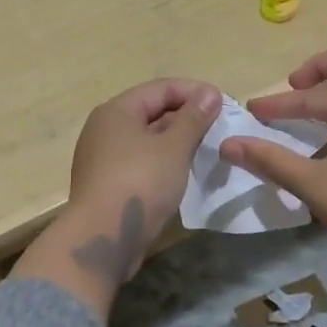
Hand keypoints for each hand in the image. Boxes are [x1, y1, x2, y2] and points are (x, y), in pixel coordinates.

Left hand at [13, 78, 222, 321]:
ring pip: (146, 140)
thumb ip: (193, 118)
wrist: (102, 238)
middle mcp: (105, 129)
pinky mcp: (107, 184)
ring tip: (207, 150)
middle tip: (219, 128)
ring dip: (176, 142)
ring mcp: (103, 158)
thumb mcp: (173, 147)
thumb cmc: (139, 183)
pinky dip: (163, 162)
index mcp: (116, 111)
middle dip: (186, 117)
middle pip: (151, 112)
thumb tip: (210, 93)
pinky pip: (140, 162)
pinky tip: (183, 173)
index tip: (224, 104)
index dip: (194, 92)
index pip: (160, 88)